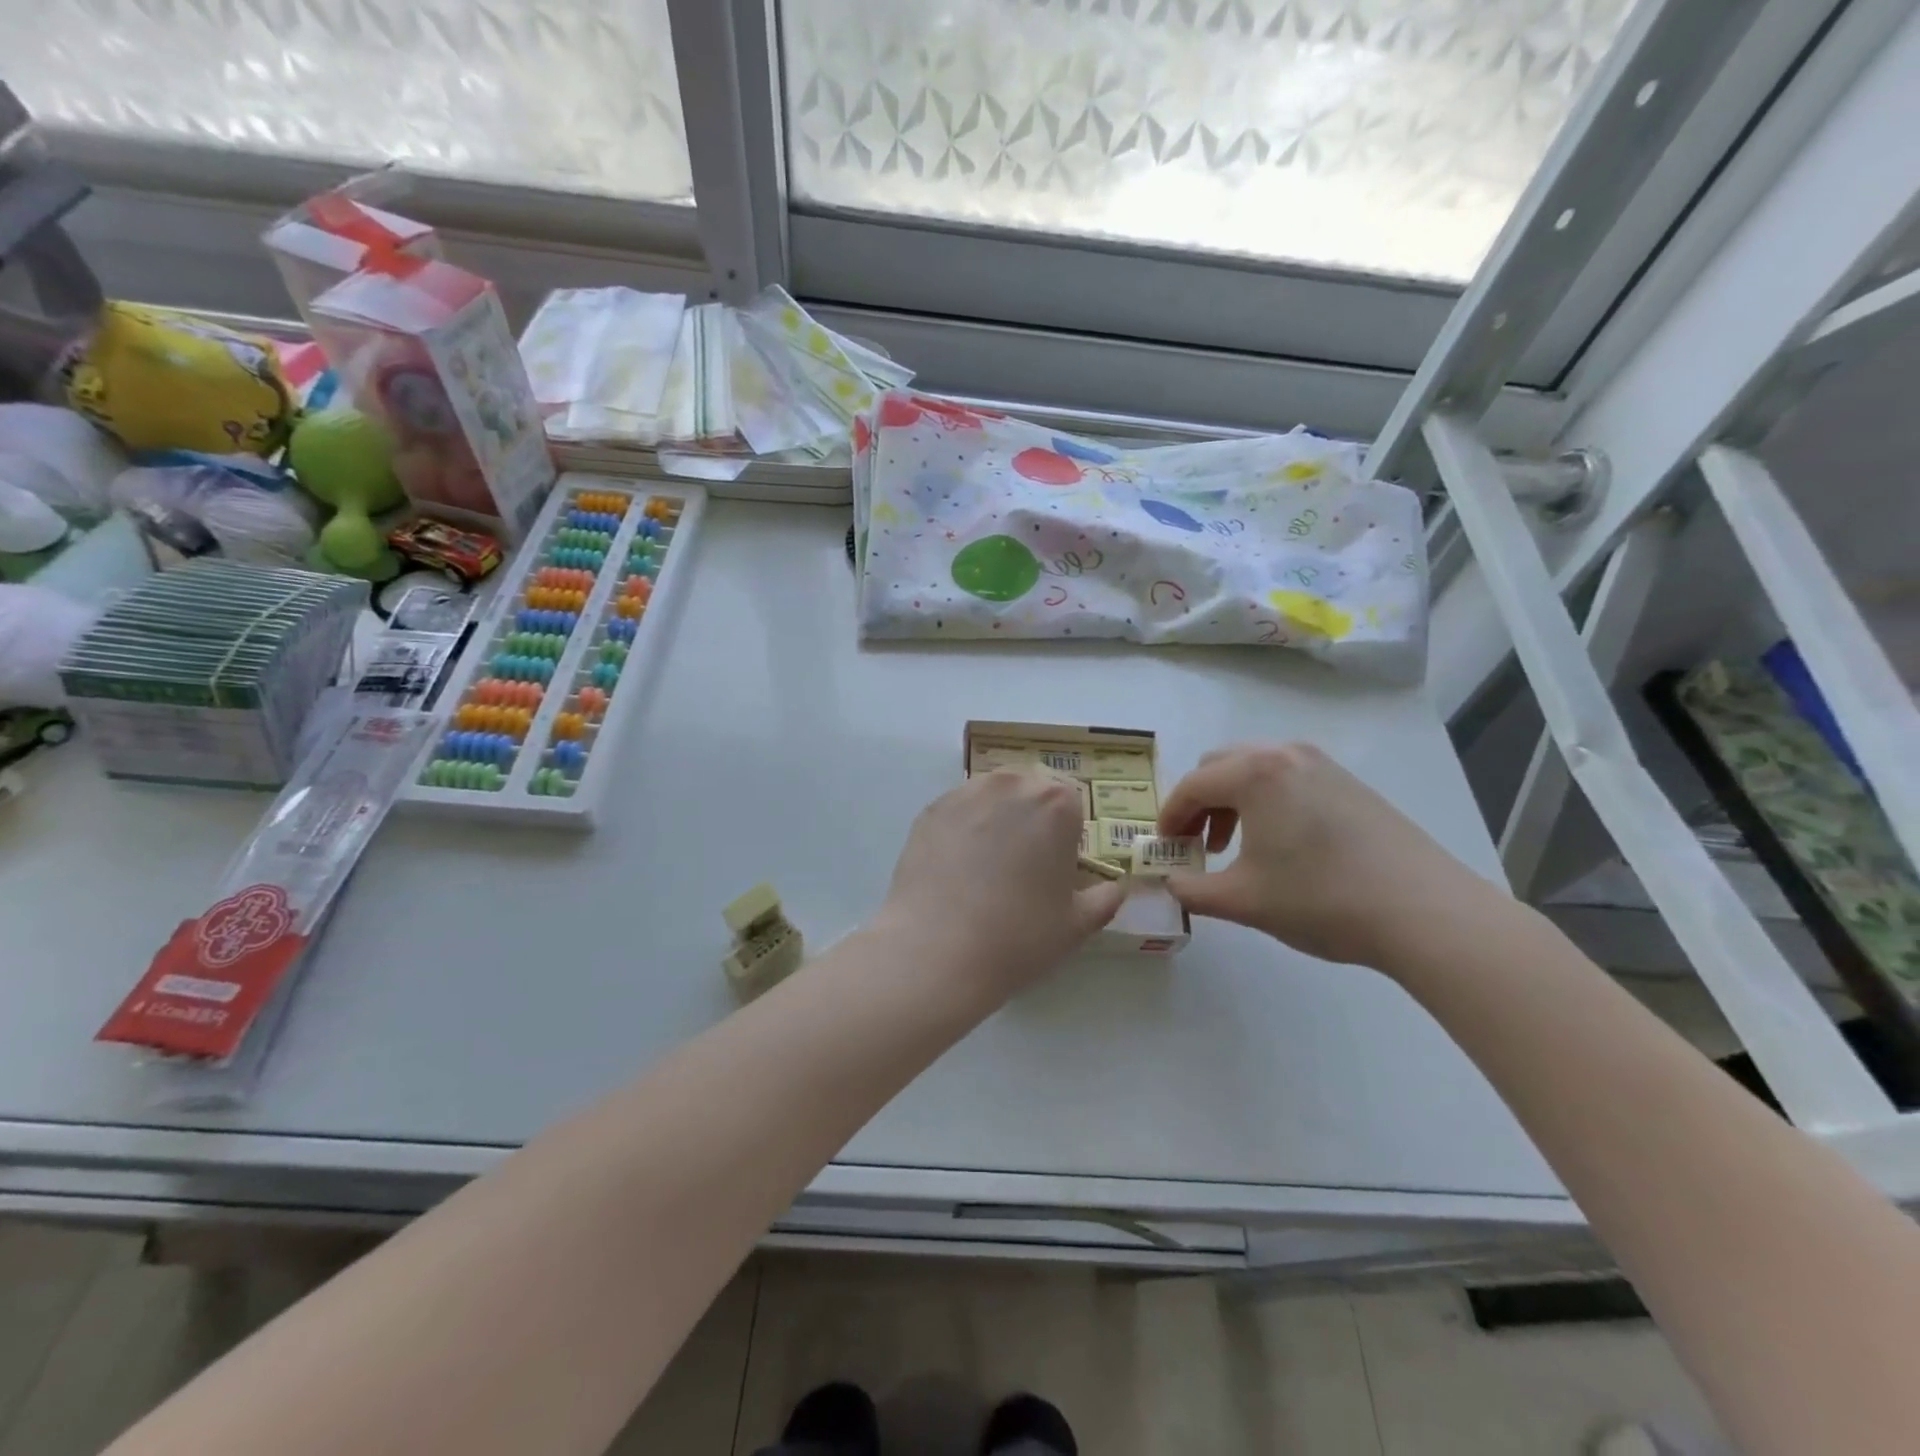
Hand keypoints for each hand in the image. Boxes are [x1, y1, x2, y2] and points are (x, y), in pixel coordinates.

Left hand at [877, 770, 1126, 995]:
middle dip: (1032, 820)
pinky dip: (963, 830)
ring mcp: (964, 793)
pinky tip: (956, 869)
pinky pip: (958, 812)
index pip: (1072, 805)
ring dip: (997, 819)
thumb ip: (1105, 899)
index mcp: (1056, 803)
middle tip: (1022, 867)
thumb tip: (1115, 887)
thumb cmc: (1018, 936)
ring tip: (986, 867)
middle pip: (1030, 793)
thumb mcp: (1076, 925)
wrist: (935, 951)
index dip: (1067, 835)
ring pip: (992, 798)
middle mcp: (1011, 784)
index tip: (1056, 868)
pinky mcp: (929, 811)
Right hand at [1156, 742, 1496, 968]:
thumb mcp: (1244, 901)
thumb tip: (1166, 884)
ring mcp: (1322, 764)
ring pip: (1254, 768)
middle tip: (1195, 845)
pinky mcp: (1349, 782)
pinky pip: (1287, 778)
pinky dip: (1265, 801)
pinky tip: (1280, 843)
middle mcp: (1285, 754)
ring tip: (1235, 846)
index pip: (1191, 786)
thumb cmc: (1322, 899)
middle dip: (1198, 803)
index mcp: (1254, 773)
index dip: (1169, 817)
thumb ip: (1191, 890)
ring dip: (1231, 800)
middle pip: (1219, 766)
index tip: (1162, 849)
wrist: (1425, 911)